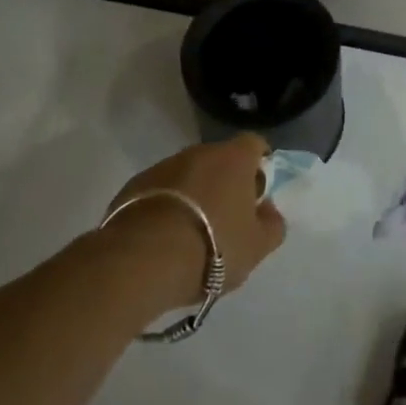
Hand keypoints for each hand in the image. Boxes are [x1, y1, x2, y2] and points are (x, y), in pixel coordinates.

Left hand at [103, 134, 286, 308]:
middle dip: (224, 182)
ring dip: (193, 193)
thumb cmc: (213, 247)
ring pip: (187, 174)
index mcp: (235, 158)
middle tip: (226, 218)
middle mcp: (199, 152)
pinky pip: (159, 191)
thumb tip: (268, 210)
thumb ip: (272, 225)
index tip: (257, 191)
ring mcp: (163, 166)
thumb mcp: (257, 246)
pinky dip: (165, 205)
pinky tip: (163, 237)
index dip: (259, 163)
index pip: (254, 144)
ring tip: (192, 232)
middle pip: (219, 159)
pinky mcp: (133, 186)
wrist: (142, 260)